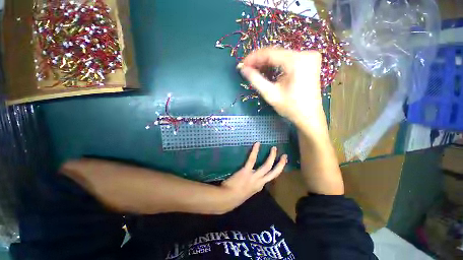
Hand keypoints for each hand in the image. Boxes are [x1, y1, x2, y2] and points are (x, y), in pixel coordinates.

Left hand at [221, 142, 286, 208]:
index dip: (273, 171)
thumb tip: (249, 180)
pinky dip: (255, 151)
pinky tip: (257, 144)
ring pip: (267, 165)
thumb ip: (249, 186)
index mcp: (259, 187)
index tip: (276, 166)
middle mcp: (260, 182)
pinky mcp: (246, 171)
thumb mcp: (245, 193)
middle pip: (274, 173)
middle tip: (285, 156)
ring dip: (272, 156)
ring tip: (274, 148)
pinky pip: (252, 159)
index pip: (269, 178)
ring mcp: (254, 176)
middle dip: (281, 164)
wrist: (227, 199)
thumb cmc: (234, 196)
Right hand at [240, 48, 326, 133]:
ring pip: (281, 56)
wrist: (309, 116)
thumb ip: (256, 80)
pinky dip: (276, 64)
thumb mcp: (271, 94)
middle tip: (247, 68)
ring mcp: (309, 57)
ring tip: (255, 70)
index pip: (270, 53)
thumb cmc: (291, 108)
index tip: (242, 64)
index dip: (254, 58)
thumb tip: (243, 69)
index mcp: (297, 61)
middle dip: (259, 61)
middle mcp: (306, 53)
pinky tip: (267, 70)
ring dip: (267, 63)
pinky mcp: (309, 62)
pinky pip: (288, 59)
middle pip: (276, 53)